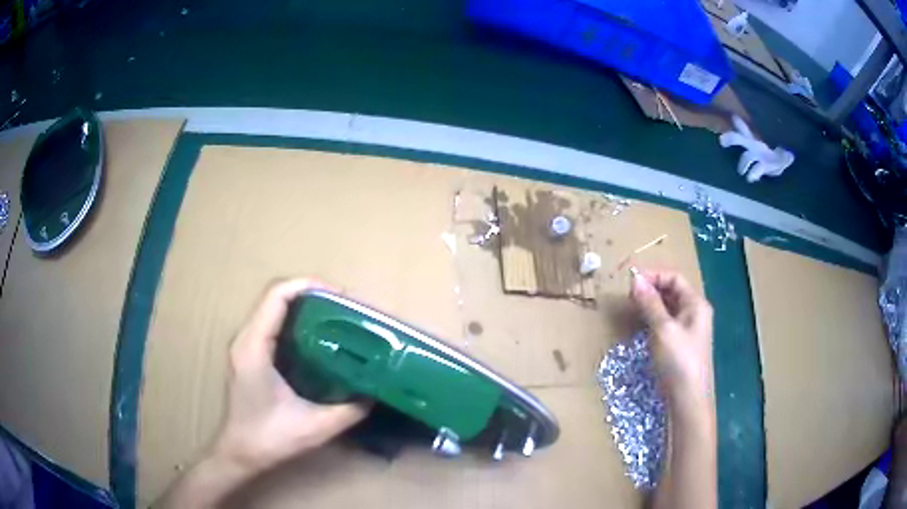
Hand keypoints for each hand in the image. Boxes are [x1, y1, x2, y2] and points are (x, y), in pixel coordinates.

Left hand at [214, 279, 370, 474]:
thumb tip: (377, 392)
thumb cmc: (270, 439)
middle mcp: (245, 338)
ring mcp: (244, 345)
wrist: (240, 453)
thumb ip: (351, 410)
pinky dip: (295, 321)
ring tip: (335, 318)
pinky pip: (271, 324)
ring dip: (303, 306)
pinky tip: (317, 339)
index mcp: (255, 347)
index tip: (340, 296)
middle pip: (276, 296)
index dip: (308, 286)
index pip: (277, 295)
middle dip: (311, 294)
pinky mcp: (248, 354)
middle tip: (345, 309)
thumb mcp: (317, 427)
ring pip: (273, 308)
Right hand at [629, 270, 713, 400]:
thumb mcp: (663, 329)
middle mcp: (695, 313)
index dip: (653, 275)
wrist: (688, 399)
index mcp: (696, 304)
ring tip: (631, 309)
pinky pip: (666, 324)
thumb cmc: (679, 360)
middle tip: (628, 296)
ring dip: (650, 305)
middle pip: (672, 292)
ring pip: (668, 309)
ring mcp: (688, 330)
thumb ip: (650, 303)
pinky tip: (641, 326)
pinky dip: (653, 320)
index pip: (674, 278)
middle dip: (651, 290)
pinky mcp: (680, 345)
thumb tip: (635, 279)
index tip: (630, 281)